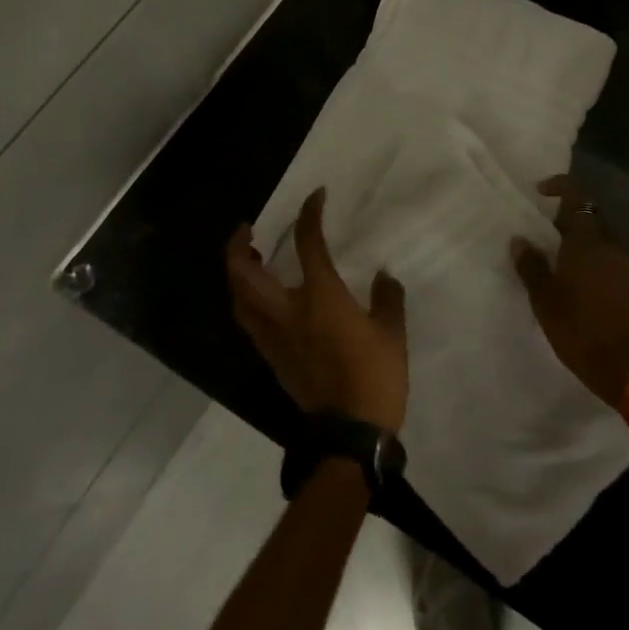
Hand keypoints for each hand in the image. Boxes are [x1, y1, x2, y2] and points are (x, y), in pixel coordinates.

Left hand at [225, 188, 408, 432]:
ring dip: (236, 274)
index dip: (309, 214)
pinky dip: (247, 301)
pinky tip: (262, 299)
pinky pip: (249, 321)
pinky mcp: (272, 358)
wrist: (349, 432)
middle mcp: (287, 311)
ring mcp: (274, 337)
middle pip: (245, 273)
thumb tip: (383, 277)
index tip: (315, 197)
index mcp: (320, 297)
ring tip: (248, 261)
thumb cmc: (375, 376)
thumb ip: (387, 299)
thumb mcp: (392, 333)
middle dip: (238, 246)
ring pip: (239, 299)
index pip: (308, 244)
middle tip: (247, 230)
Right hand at [511, 176, 628, 408]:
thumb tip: (520, 240)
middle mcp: (613, 246)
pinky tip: (592, 290)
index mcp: (586, 243)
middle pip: (593, 220)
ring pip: (607, 243)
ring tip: (568, 268)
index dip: (560, 187)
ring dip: (588, 246)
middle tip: (550, 238)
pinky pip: (619, 264)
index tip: (542, 191)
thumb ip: (532, 266)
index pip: (576, 199)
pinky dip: (603, 267)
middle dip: (572, 221)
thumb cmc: (579, 331)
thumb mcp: (545, 301)